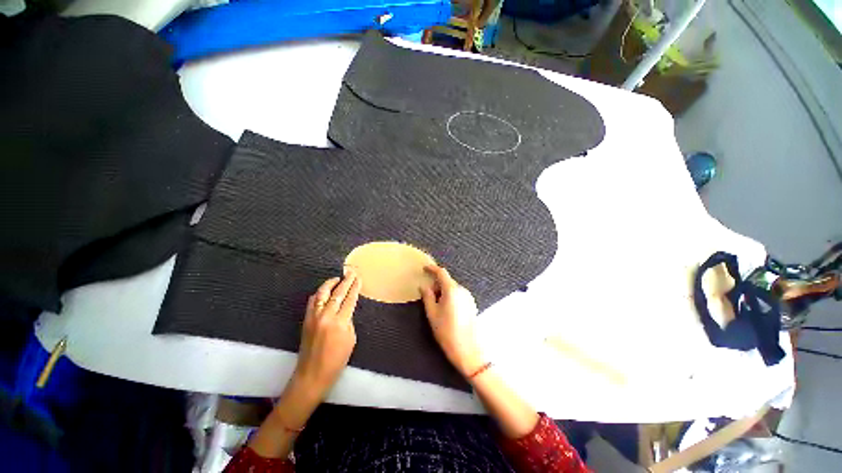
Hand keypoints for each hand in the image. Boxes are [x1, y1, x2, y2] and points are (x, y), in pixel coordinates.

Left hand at [293, 272, 360, 398]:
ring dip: (330, 284)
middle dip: (346, 281)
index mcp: (340, 322)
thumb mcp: (350, 339)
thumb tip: (345, 311)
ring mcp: (314, 317)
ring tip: (337, 278)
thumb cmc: (336, 360)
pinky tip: (324, 291)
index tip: (358, 278)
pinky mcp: (306, 320)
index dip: (355, 287)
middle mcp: (326, 316)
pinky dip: (319, 294)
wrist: (312, 374)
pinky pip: (312, 301)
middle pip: (337, 293)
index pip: (350, 299)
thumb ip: (348, 321)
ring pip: (322, 294)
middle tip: (351, 273)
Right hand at [420, 265, 484, 376]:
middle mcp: (462, 290)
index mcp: (452, 290)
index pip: (442, 273)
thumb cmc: (446, 331)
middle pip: (447, 281)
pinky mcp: (471, 305)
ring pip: (452, 288)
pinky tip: (446, 311)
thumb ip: (427, 297)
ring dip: (443, 291)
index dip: (432, 269)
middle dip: (437, 284)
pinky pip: (458, 295)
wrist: (468, 350)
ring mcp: (468, 297)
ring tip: (437, 307)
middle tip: (428, 296)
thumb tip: (424, 286)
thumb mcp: (432, 314)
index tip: (425, 268)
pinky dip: (450, 297)